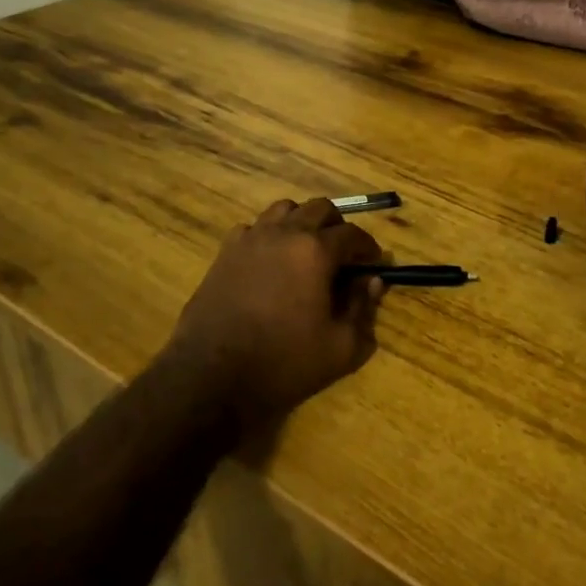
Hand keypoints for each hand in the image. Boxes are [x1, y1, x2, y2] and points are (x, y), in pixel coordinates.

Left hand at [168, 198, 386, 432]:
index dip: (368, 247)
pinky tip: (269, 262)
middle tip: (342, 254)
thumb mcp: (341, 347)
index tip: (372, 263)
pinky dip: (268, 236)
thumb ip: (363, 308)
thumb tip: (373, 282)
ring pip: (284, 210)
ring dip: (301, 223)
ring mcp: (250, 239)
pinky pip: (253, 228)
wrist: (212, 377)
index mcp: (316, 251)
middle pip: (319, 208)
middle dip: (337, 226)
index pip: (352, 234)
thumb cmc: (284, 363)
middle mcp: (284, 233)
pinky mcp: (225, 253)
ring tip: (305, 251)